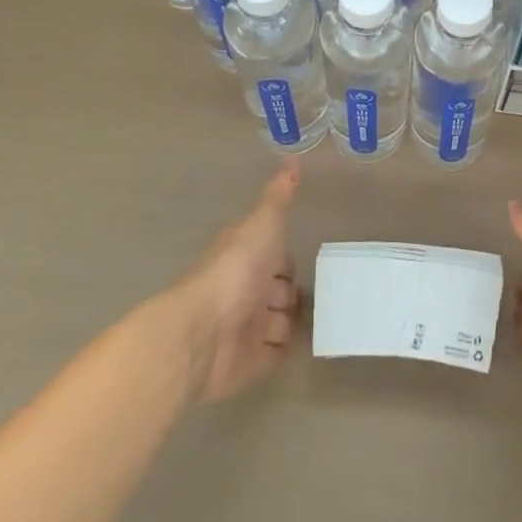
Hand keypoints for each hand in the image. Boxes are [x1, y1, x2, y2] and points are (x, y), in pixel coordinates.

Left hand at [171, 162, 301, 403]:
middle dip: (293, 292)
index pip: (275, 255)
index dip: (287, 256)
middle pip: (280, 291)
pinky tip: (305, 343)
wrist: (202, 332)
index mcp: (248, 256)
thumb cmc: (234, 269)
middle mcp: (247, 290)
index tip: (307, 255)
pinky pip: (275, 355)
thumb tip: (293, 158)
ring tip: (318, 319)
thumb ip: (278, 197)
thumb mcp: (262, 223)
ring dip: (292, 321)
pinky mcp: (251, 362)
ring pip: (280, 323)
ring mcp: (248, 328)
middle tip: (318, 292)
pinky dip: (286, 350)